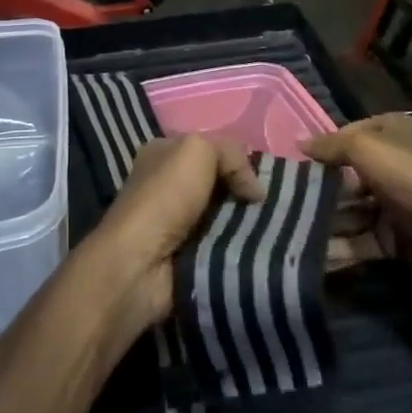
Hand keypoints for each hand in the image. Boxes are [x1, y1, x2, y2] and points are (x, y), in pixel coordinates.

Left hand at [89, 135, 262, 325]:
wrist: (139, 263)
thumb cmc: (164, 196)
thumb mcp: (198, 150)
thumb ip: (231, 154)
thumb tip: (255, 190)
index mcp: (164, 153)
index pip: (210, 149)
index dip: (236, 160)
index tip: (261, 179)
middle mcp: (168, 183)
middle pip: (219, 183)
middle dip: (244, 194)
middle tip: (270, 208)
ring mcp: (175, 221)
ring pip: (224, 215)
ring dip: (245, 224)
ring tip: (272, 230)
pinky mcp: (185, 254)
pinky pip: (221, 244)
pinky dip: (237, 247)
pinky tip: (257, 249)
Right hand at [303, 114, 411, 289]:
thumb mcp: (366, 148)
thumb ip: (330, 145)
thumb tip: (298, 142)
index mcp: (387, 133)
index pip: (343, 138)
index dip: (319, 151)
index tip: (288, 167)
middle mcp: (390, 165)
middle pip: (344, 177)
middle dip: (316, 192)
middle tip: (279, 205)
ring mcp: (393, 204)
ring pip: (350, 211)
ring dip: (324, 223)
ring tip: (287, 233)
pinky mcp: (395, 238)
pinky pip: (361, 242)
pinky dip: (340, 249)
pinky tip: (311, 256)